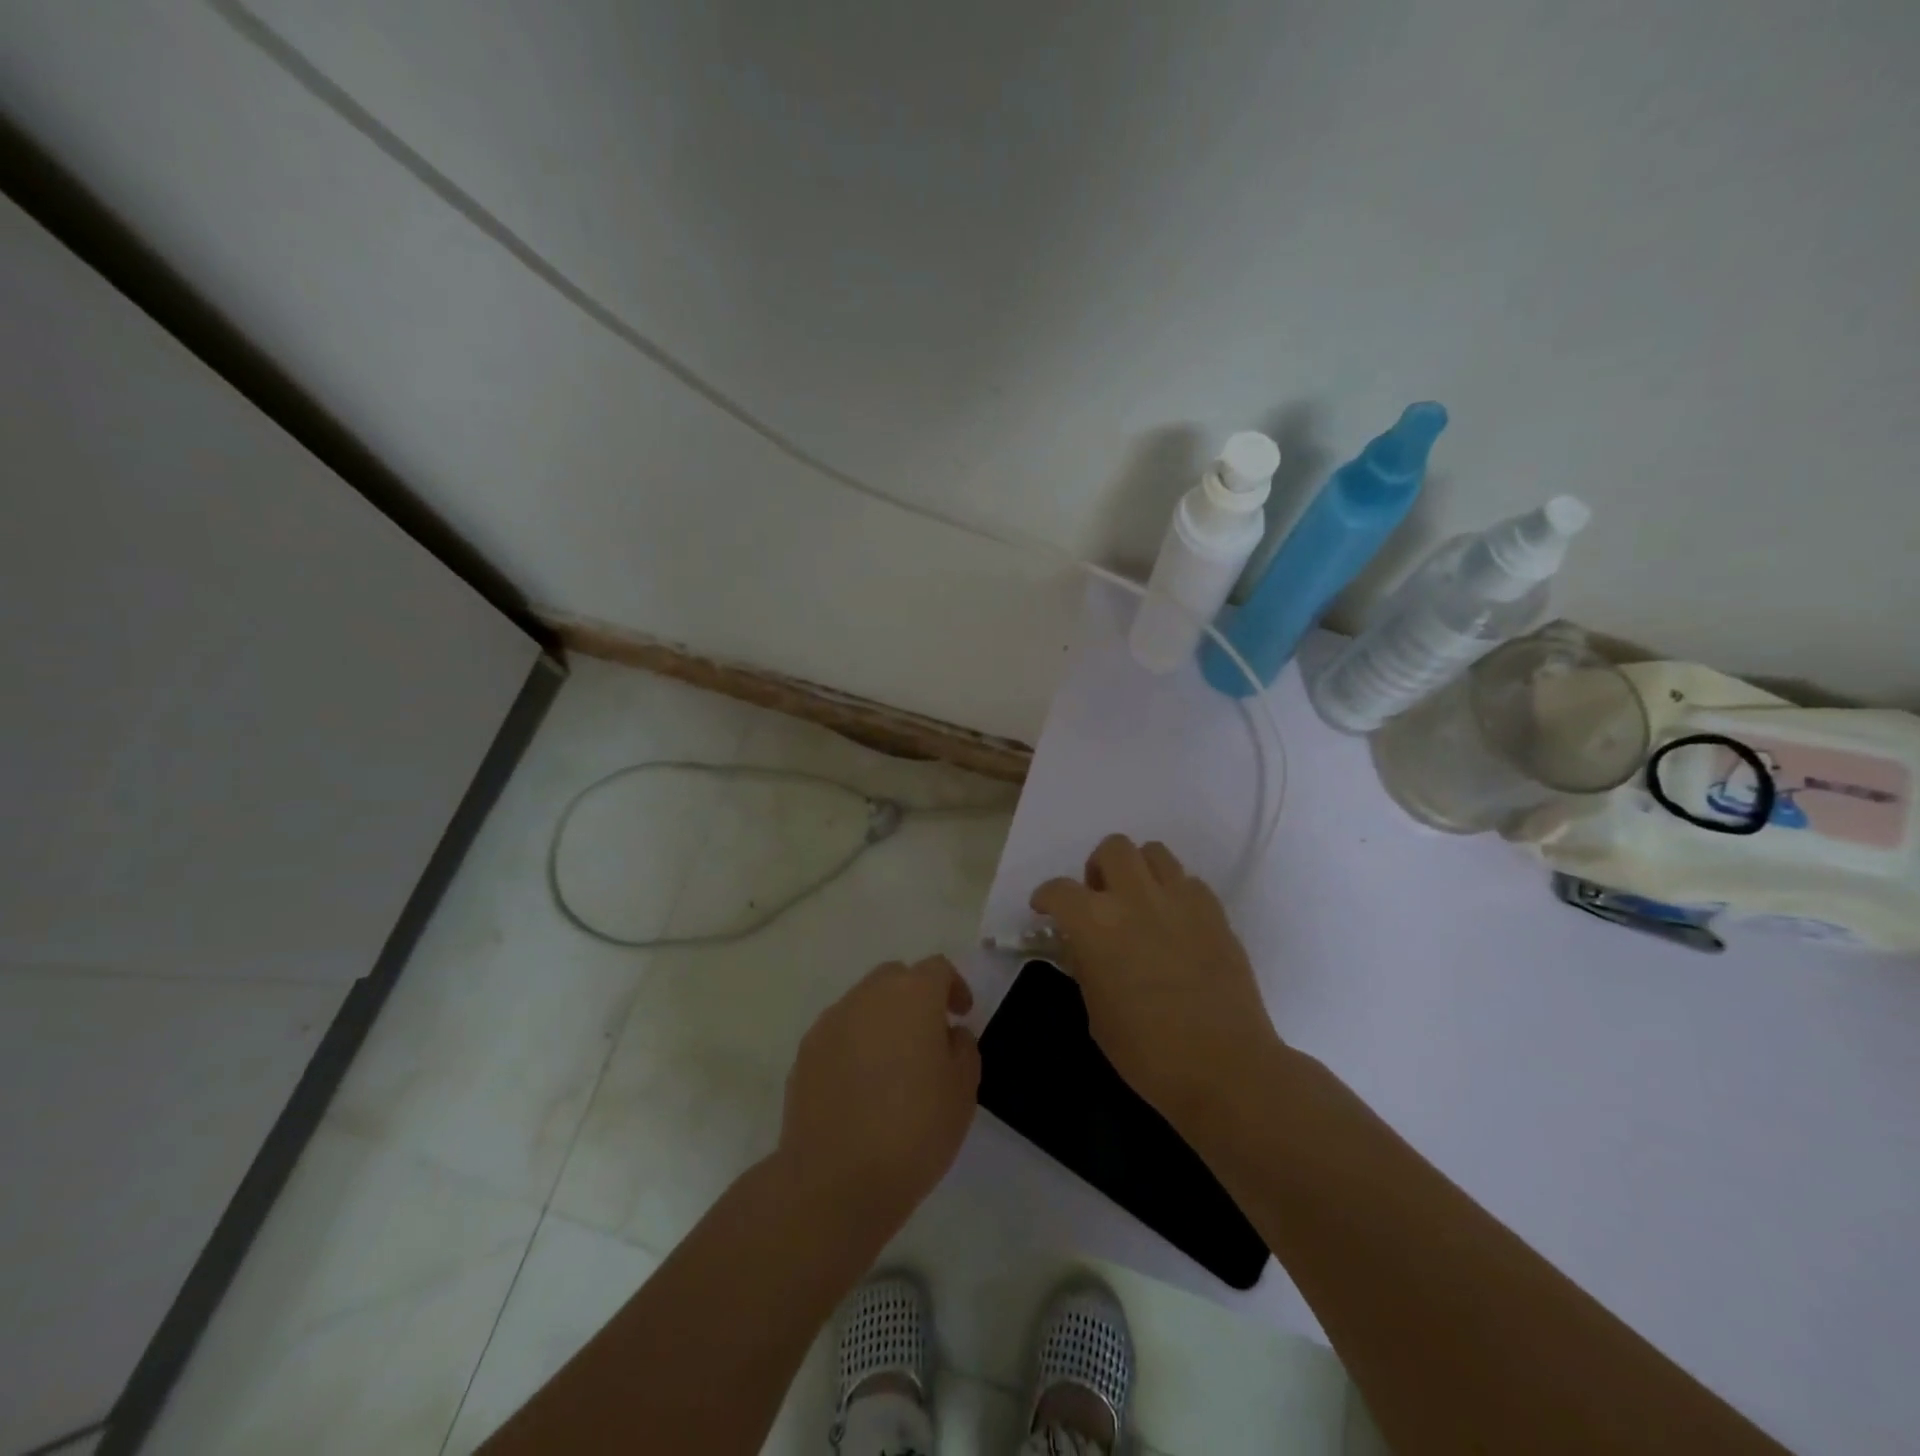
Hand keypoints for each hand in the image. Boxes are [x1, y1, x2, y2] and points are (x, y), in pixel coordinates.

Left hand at [776, 956, 980, 1238]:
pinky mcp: (806, 1051)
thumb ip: (963, 1048)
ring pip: (864, 1003)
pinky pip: (839, 1032)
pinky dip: (855, 1044)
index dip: (954, 987)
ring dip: (883, 1020)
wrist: (835, 1180)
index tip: (962, 1015)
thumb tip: (948, 1034)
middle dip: (916, 996)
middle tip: (929, 1035)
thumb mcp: (963, 1090)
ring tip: (894, 1064)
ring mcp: (831, 1021)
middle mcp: (868, 995)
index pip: (937, 969)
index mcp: (912, 995)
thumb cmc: (913, 1131)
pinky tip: (861, 1085)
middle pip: (896, 978)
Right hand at [1032, 835, 1279, 1129]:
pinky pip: (1189, 882)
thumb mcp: (1097, 1013)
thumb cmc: (1148, 1053)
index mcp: (1095, 923)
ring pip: (1154, 852)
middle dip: (1099, 868)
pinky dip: (1175, 893)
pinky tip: (1175, 923)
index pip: (1059, 889)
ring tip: (1139, 902)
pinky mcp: (1215, 912)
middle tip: (1100, 899)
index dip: (1046, 897)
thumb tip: (1081, 945)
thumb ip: (1085, 966)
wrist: (1225, 1067)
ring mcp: (1180, 900)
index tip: (1045, 911)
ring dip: (1139, 870)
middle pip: (1113, 848)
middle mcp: (1136, 898)